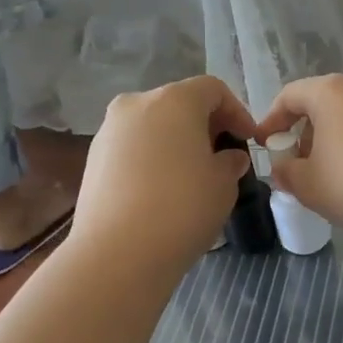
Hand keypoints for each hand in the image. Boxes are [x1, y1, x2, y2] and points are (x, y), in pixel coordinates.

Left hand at [72, 77, 257, 269]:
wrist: (117, 253)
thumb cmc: (182, 208)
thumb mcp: (224, 184)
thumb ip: (230, 162)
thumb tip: (228, 157)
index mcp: (174, 100)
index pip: (212, 89)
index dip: (237, 111)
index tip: (249, 140)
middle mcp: (136, 104)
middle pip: (178, 104)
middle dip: (204, 125)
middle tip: (222, 156)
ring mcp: (109, 131)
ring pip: (152, 125)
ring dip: (175, 142)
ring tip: (191, 175)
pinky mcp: (93, 159)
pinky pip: (132, 148)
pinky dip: (152, 158)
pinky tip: (162, 190)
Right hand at [253, 75, 342, 236]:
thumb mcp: (308, 186)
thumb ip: (287, 173)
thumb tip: (283, 169)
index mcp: (329, 92)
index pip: (290, 96)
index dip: (272, 120)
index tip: (266, 145)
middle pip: (324, 104)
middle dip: (307, 133)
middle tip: (300, 164)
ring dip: (338, 140)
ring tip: (335, 174)